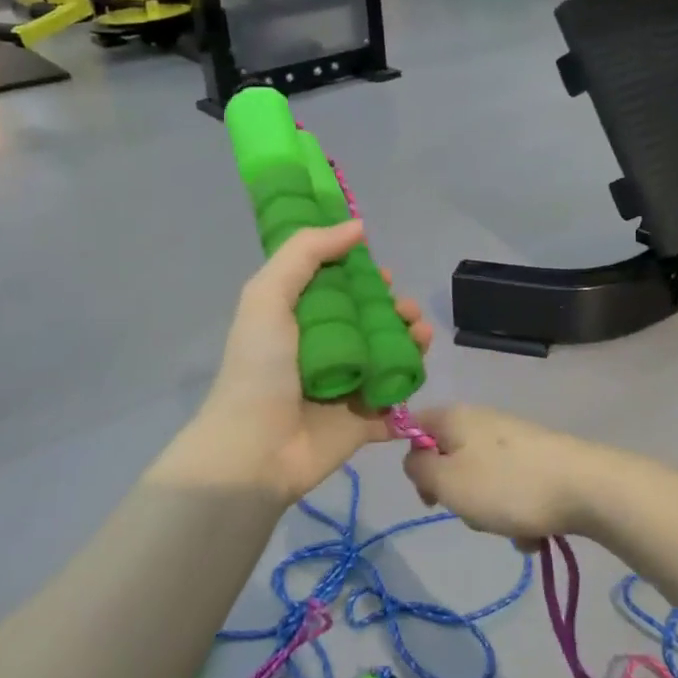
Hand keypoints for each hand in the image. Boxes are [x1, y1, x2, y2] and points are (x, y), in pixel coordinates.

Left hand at [145, 221, 435, 503]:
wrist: (256, 449)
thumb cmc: (260, 367)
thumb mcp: (268, 295)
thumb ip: (306, 252)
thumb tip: (357, 227)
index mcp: (298, 320)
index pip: (337, 289)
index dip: (362, 277)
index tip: (381, 273)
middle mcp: (324, 350)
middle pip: (370, 321)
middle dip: (395, 309)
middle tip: (406, 310)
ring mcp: (346, 386)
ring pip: (390, 356)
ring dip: (411, 340)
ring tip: (420, 335)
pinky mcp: (363, 421)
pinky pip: (396, 399)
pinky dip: (410, 385)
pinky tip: (417, 372)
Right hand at [402, 405, 620, 548]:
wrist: (588, 488)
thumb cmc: (506, 486)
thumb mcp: (446, 482)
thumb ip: (418, 469)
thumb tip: (417, 459)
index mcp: (455, 417)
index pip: (414, 425)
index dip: (413, 460)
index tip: (428, 492)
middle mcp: (482, 420)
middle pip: (450, 458)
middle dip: (457, 494)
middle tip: (470, 511)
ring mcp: (513, 439)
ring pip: (482, 480)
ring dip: (489, 511)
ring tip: (510, 527)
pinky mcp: (539, 459)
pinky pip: (512, 490)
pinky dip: (517, 513)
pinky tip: (534, 531)